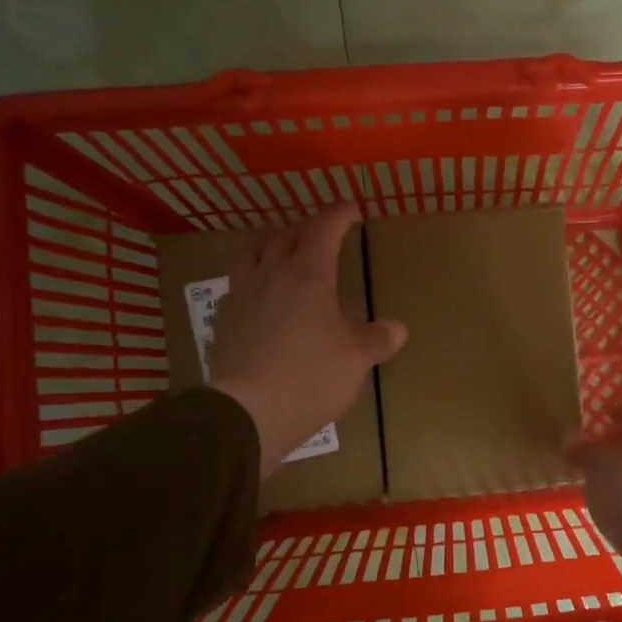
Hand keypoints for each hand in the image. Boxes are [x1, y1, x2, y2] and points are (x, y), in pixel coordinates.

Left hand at [211, 205, 406, 477]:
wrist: (248, 412)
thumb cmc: (311, 377)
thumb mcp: (357, 359)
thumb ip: (377, 339)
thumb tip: (396, 328)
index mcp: (308, 275)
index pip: (323, 229)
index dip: (339, 214)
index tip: (352, 209)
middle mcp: (271, 275)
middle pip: (284, 235)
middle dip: (306, 227)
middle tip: (322, 232)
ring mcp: (242, 296)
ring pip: (253, 253)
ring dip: (272, 245)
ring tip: (284, 254)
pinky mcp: (224, 322)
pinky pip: (238, 285)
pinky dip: (254, 278)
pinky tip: (261, 296)